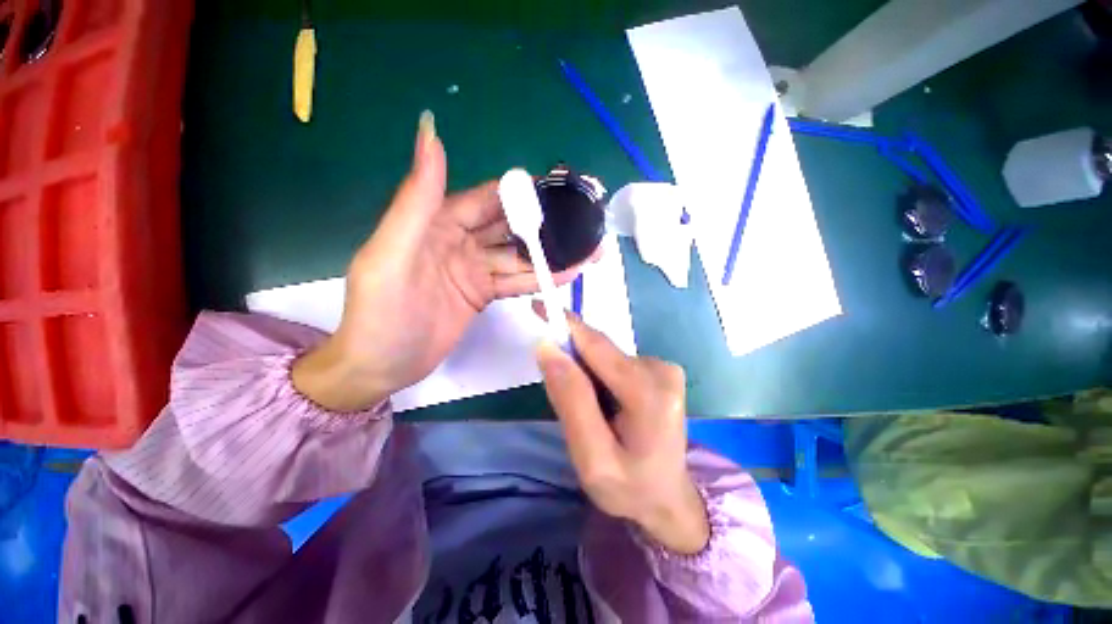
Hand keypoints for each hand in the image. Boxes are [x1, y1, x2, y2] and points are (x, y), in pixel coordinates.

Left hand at [293, 111, 592, 410]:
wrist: (380, 367)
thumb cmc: (379, 312)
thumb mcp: (392, 254)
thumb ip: (416, 199)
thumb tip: (430, 133)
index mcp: (437, 221)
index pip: (487, 199)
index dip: (521, 193)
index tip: (559, 190)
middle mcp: (460, 240)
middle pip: (509, 227)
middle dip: (544, 225)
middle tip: (582, 224)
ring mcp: (474, 269)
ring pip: (518, 256)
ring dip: (550, 254)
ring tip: (585, 251)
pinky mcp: (483, 293)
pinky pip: (515, 281)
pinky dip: (539, 279)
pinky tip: (566, 275)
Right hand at [535, 315, 709, 554]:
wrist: (668, 499)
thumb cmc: (629, 488)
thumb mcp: (591, 458)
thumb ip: (570, 400)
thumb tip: (547, 348)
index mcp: (649, 395)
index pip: (597, 346)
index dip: (565, 325)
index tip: (538, 307)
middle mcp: (662, 370)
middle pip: (600, 351)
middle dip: (574, 362)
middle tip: (564, 400)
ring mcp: (665, 368)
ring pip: (606, 357)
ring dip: (588, 375)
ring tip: (592, 413)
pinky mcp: (661, 370)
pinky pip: (616, 364)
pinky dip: (601, 378)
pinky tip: (608, 406)